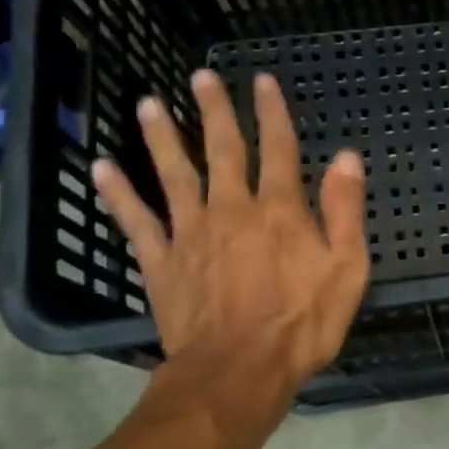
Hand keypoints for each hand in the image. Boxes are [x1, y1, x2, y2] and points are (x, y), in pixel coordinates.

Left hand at [92, 69, 369, 416]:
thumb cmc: (302, 324)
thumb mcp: (346, 269)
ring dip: (162, 137)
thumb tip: (346, 157)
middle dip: (214, 111)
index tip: (263, 81)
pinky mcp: (162, 262)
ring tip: (149, 104)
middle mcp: (232, 209)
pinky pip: (137, 221)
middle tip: (201, 77)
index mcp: (279, 210)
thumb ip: (344, 210)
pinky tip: (102, 168)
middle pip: (222, 150)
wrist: (239, 372)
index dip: (272, 113)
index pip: (278, 149)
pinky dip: (119, 193)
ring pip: (174, 174)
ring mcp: (191, 233)